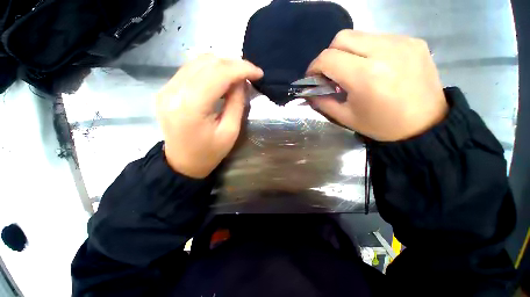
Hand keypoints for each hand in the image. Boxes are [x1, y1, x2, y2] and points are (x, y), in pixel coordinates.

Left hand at [156, 54, 262, 177]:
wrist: (182, 163)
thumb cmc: (209, 153)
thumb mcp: (230, 132)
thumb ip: (236, 103)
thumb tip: (241, 81)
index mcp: (191, 107)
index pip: (218, 74)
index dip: (241, 68)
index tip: (258, 72)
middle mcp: (174, 92)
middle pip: (207, 63)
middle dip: (233, 64)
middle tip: (249, 75)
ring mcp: (166, 89)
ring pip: (198, 62)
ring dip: (222, 65)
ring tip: (237, 77)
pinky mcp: (166, 90)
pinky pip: (190, 70)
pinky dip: (209, 70)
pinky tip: (220, 80)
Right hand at [307, 30, 447, 141]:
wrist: (426, 125)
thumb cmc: (382, 125)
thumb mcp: (346, 117)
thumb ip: (323, 102)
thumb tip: (309, 92)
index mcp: (365, 76)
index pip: (328, 58)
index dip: (314, 67)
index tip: (312, 77)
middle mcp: (384, 52)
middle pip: (342, 38)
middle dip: (329, 55)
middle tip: (330, 73)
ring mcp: (402, 42)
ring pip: (360, 35)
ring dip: (347, 52)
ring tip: (352, 70)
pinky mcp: (413, 41)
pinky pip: (378, 37)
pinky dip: (366, 50)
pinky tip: (372, 66)